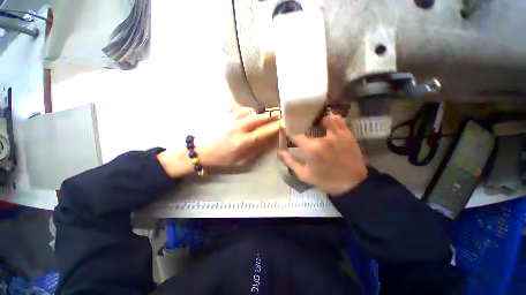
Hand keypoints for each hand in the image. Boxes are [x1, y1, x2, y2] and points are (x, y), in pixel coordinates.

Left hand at [197, 107, 279, 168]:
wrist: (200, 150)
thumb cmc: (221, 158)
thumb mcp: (240, 161)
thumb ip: (256, 150)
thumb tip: (269, 141)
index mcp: (243, 142)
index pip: (265, 132)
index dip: (276, 127)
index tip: (286, 123)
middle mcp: (238, 127)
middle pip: (260, 117)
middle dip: (272, 115)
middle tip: (281, 115)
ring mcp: (230, 118)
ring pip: (251, 111)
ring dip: (260, 113)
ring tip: (263, 117)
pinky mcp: (224, 113)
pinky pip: (240, 107)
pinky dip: (247, 110)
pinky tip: (247, 114)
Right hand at [278, 114, 367, 194]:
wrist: (352, 184)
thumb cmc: (325, 180)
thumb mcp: (304, 175)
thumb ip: (290, 162)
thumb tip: (280, 151)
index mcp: (311, 149)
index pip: (295, 133)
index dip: (288, 128)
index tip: (284, 125)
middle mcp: (324, 138)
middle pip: (309, 123)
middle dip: (302, 123)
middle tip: (300, 124)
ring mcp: (337, 135)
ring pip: (326, 118)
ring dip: (319, 119)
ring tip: (315, 122)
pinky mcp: (347, 134)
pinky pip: (339, 120)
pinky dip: (333, 119)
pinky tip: (329, 122)